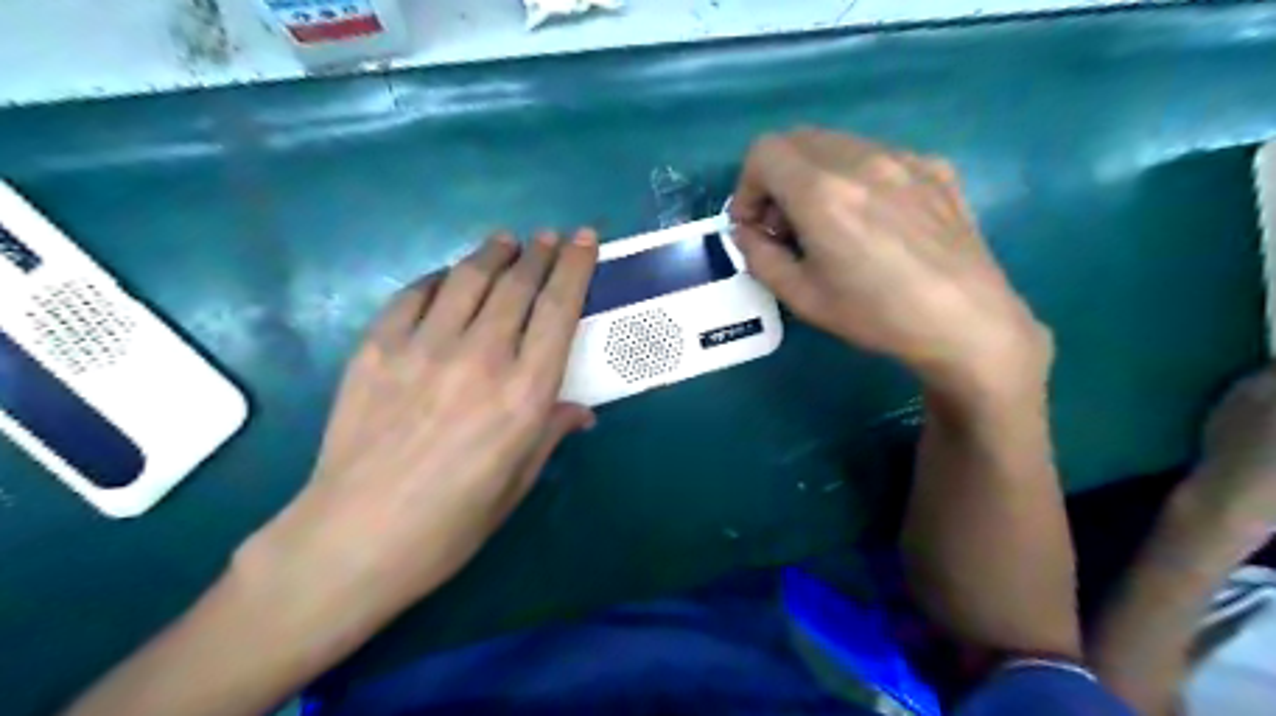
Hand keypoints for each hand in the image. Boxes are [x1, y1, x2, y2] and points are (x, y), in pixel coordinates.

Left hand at [245, 228, 601, 619]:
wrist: (354, 538)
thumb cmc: (450, 523)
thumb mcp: (517, 483)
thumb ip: (550, 433)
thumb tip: (580, 411)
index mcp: (524, 394)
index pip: (558, 310)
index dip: (575, 267)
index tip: (583, 238)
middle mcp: (481, 358)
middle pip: (517, 285)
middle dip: (538, 253)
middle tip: (547, 237)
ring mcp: (423, 348)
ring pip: (467, 279)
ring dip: (491, 254)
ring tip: (505, 243)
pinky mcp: (377, 349)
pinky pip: (414, 296)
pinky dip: (438, 279)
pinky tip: (447, 278)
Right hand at [734, 128, 1050, 403]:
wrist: (967, 321)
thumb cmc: (877, 315)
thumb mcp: (802, 297)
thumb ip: (760, 257)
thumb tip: (747, 232)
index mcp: (822, 191)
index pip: (764, 152)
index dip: (746, 187)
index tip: (754, 225)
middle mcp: (861, 159)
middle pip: (797, 140)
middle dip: (777, 177)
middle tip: (785, 224)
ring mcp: (903, 158)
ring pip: (838, 144)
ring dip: (815, 174)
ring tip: (829, 222)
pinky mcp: (935, 167)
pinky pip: (878, 156)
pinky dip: (857, 177)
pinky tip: (874, 219)